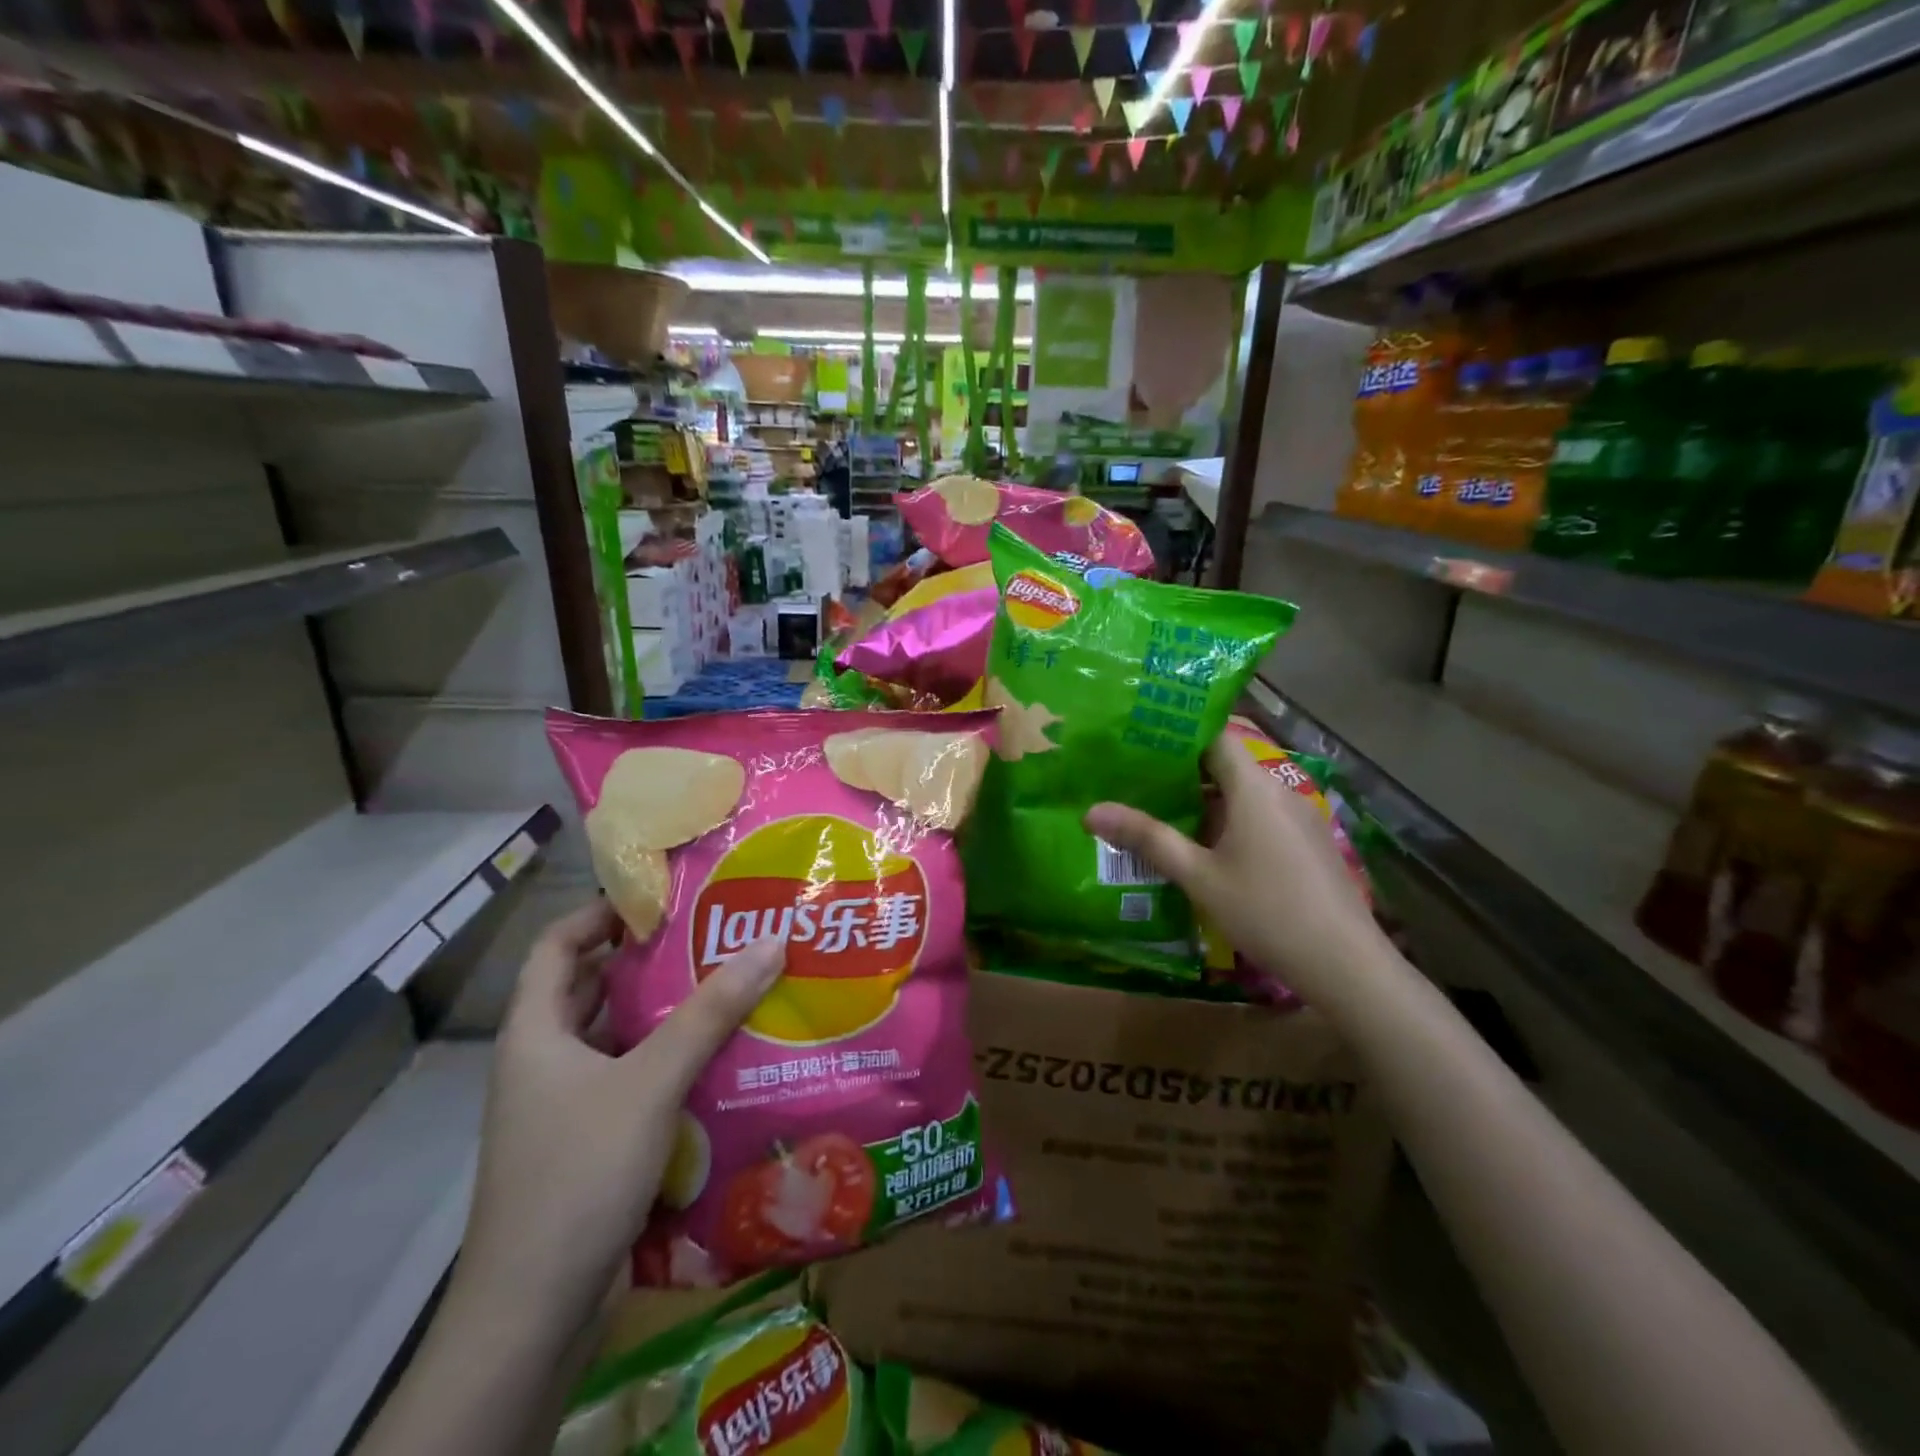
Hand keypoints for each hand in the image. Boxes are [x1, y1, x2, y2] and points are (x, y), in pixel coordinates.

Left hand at [458, 899, 784, 1330]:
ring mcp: (567, 1106)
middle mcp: (545, 1062)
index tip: (662, 896)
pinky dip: (671, 1062)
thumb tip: (771, 940)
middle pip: (595, 988)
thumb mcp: (651, 1081)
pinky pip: (635, 1081)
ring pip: (620, 1038)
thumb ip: (711, 1012)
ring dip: (666, 1014)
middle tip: (714, 933)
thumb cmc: (578, 1174)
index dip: (601, 913)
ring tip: (730, 983)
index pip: (558, 945)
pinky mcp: (593, 1143)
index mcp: (536, 1033)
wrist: (535, 1314)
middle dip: (649, 960)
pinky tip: (721, 1056)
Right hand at [1084, 736, 1391, 1009]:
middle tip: (1133, 780)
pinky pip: (1260, 818)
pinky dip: (1228, 822)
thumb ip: (1147, 838)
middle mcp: (1280, 792)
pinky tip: (1203, 849)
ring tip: (1158, 813)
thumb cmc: (1265, 910)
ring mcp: (1299, 819)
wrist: (1346, 965)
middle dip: (1180, 773)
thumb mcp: (1198, 875)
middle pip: (1226, 766)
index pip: (1214, 736)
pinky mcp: (1308, 844)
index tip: (1137, 739)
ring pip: (1242, 796)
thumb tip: (1091, 812)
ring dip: (1204, 801)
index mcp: (1254, 787)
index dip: (1176, 733)